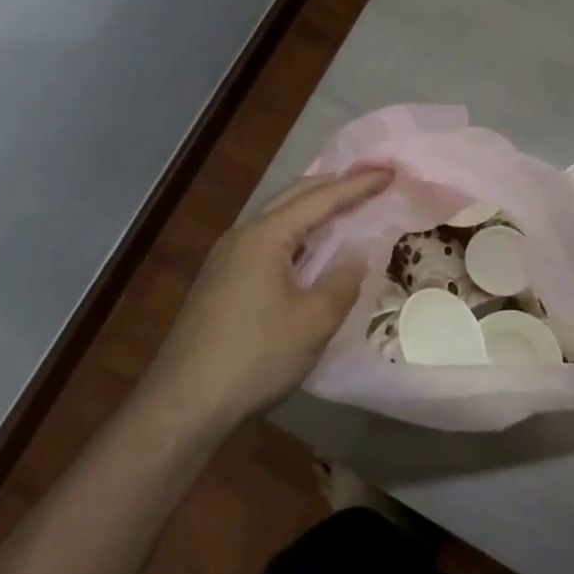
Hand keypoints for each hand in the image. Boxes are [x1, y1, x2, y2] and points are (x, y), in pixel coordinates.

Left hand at [139, 167, 392, 432]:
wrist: (184, 402)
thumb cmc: (255, 356)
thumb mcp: (312, 322)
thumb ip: (341, 282)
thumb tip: (355, 256)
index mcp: (265, 236)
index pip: (320, 198)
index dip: (358, 184)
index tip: (389, 171)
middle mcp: (242, 235)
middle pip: (294, 197)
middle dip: (333, 185)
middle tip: (369, 181)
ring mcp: (226, 258)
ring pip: (277, 218)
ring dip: (312, 209)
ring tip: (343, 208)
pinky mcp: (220, 281)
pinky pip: (266, 241)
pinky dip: (296, 235)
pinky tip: (307, 252)